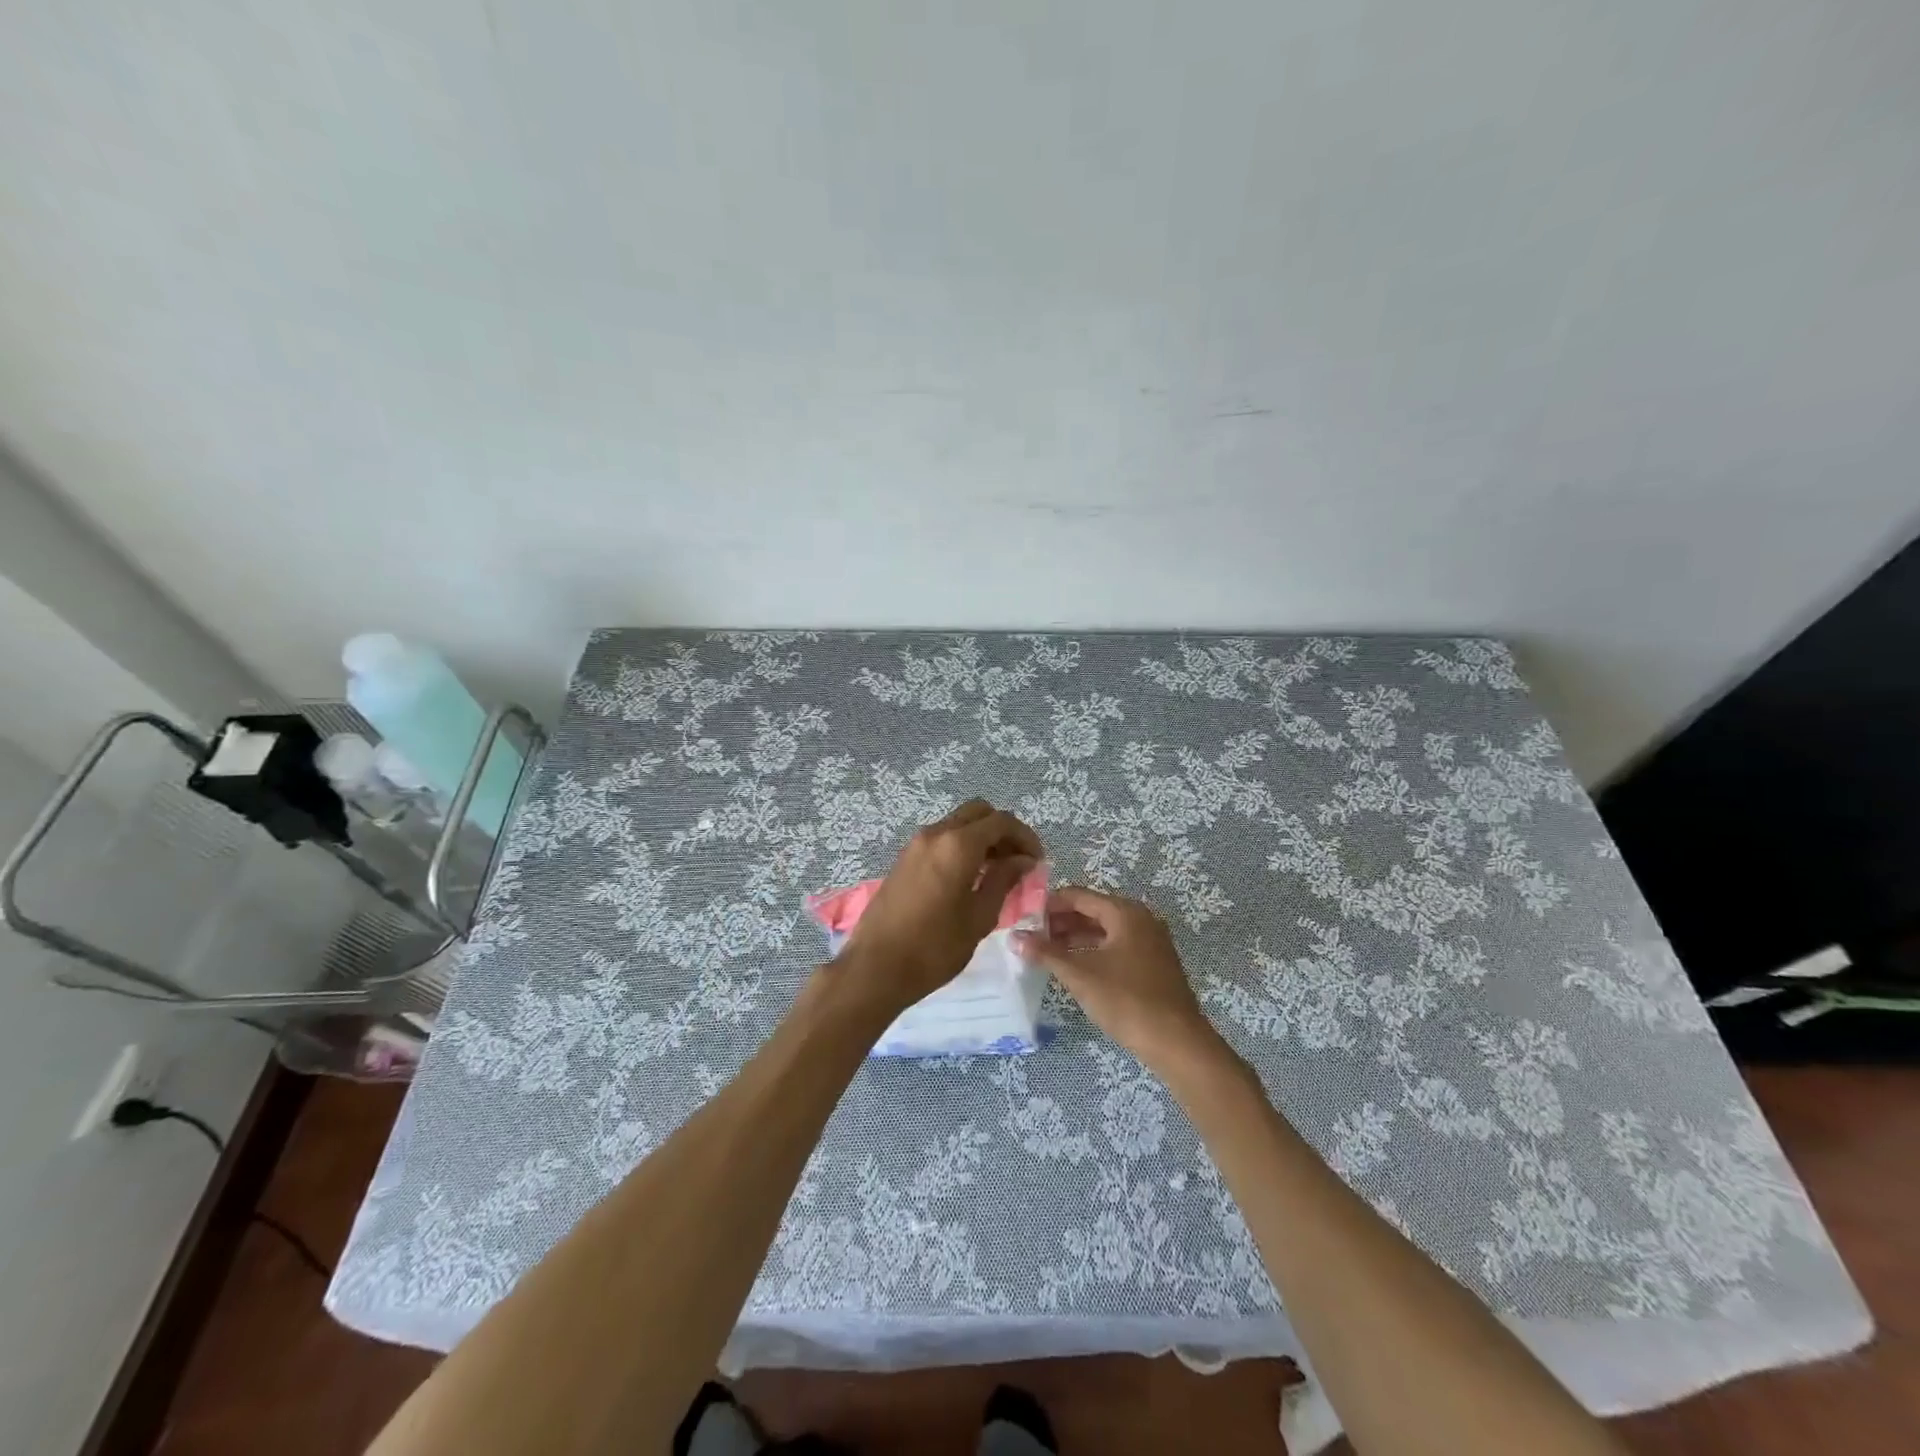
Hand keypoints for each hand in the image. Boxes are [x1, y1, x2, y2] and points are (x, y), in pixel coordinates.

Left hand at [836, 799, 1042, 1015]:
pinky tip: (970, 878)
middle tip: (1017, 861)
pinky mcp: (904, 859)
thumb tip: (1022, 861)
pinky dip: (961, 847)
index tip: (1037, 860)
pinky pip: (941, 839)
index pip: (1001, 822)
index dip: (1025, 837)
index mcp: (957, 845)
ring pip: (957, 824)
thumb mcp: (979, 917)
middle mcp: (935, 834)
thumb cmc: (934, 947)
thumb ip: (1003, 881)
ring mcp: (915, 844)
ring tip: (997, 872)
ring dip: (981, 838)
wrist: (875, 967)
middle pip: (978, 813)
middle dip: (1002, 831)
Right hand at [1012, 886, 1223, 1072]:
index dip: (1048, 904)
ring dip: (1074, 938)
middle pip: (1092, 911)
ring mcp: (1150, 942)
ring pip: (1104, 931)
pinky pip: (1116, 947)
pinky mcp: (1153, 964)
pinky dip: (1093, 952)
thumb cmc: (1126, 1000)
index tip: (1022, 917)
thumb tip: (1015, 937)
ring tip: (1045, 953)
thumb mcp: (1080, 974)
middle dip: (1060, 922)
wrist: (1177, 1043)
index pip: (1078, 896)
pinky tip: (1073, 968)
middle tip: (1030, 937)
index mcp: (1125, 912)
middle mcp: (1140, 919)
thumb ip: (1046, 953)